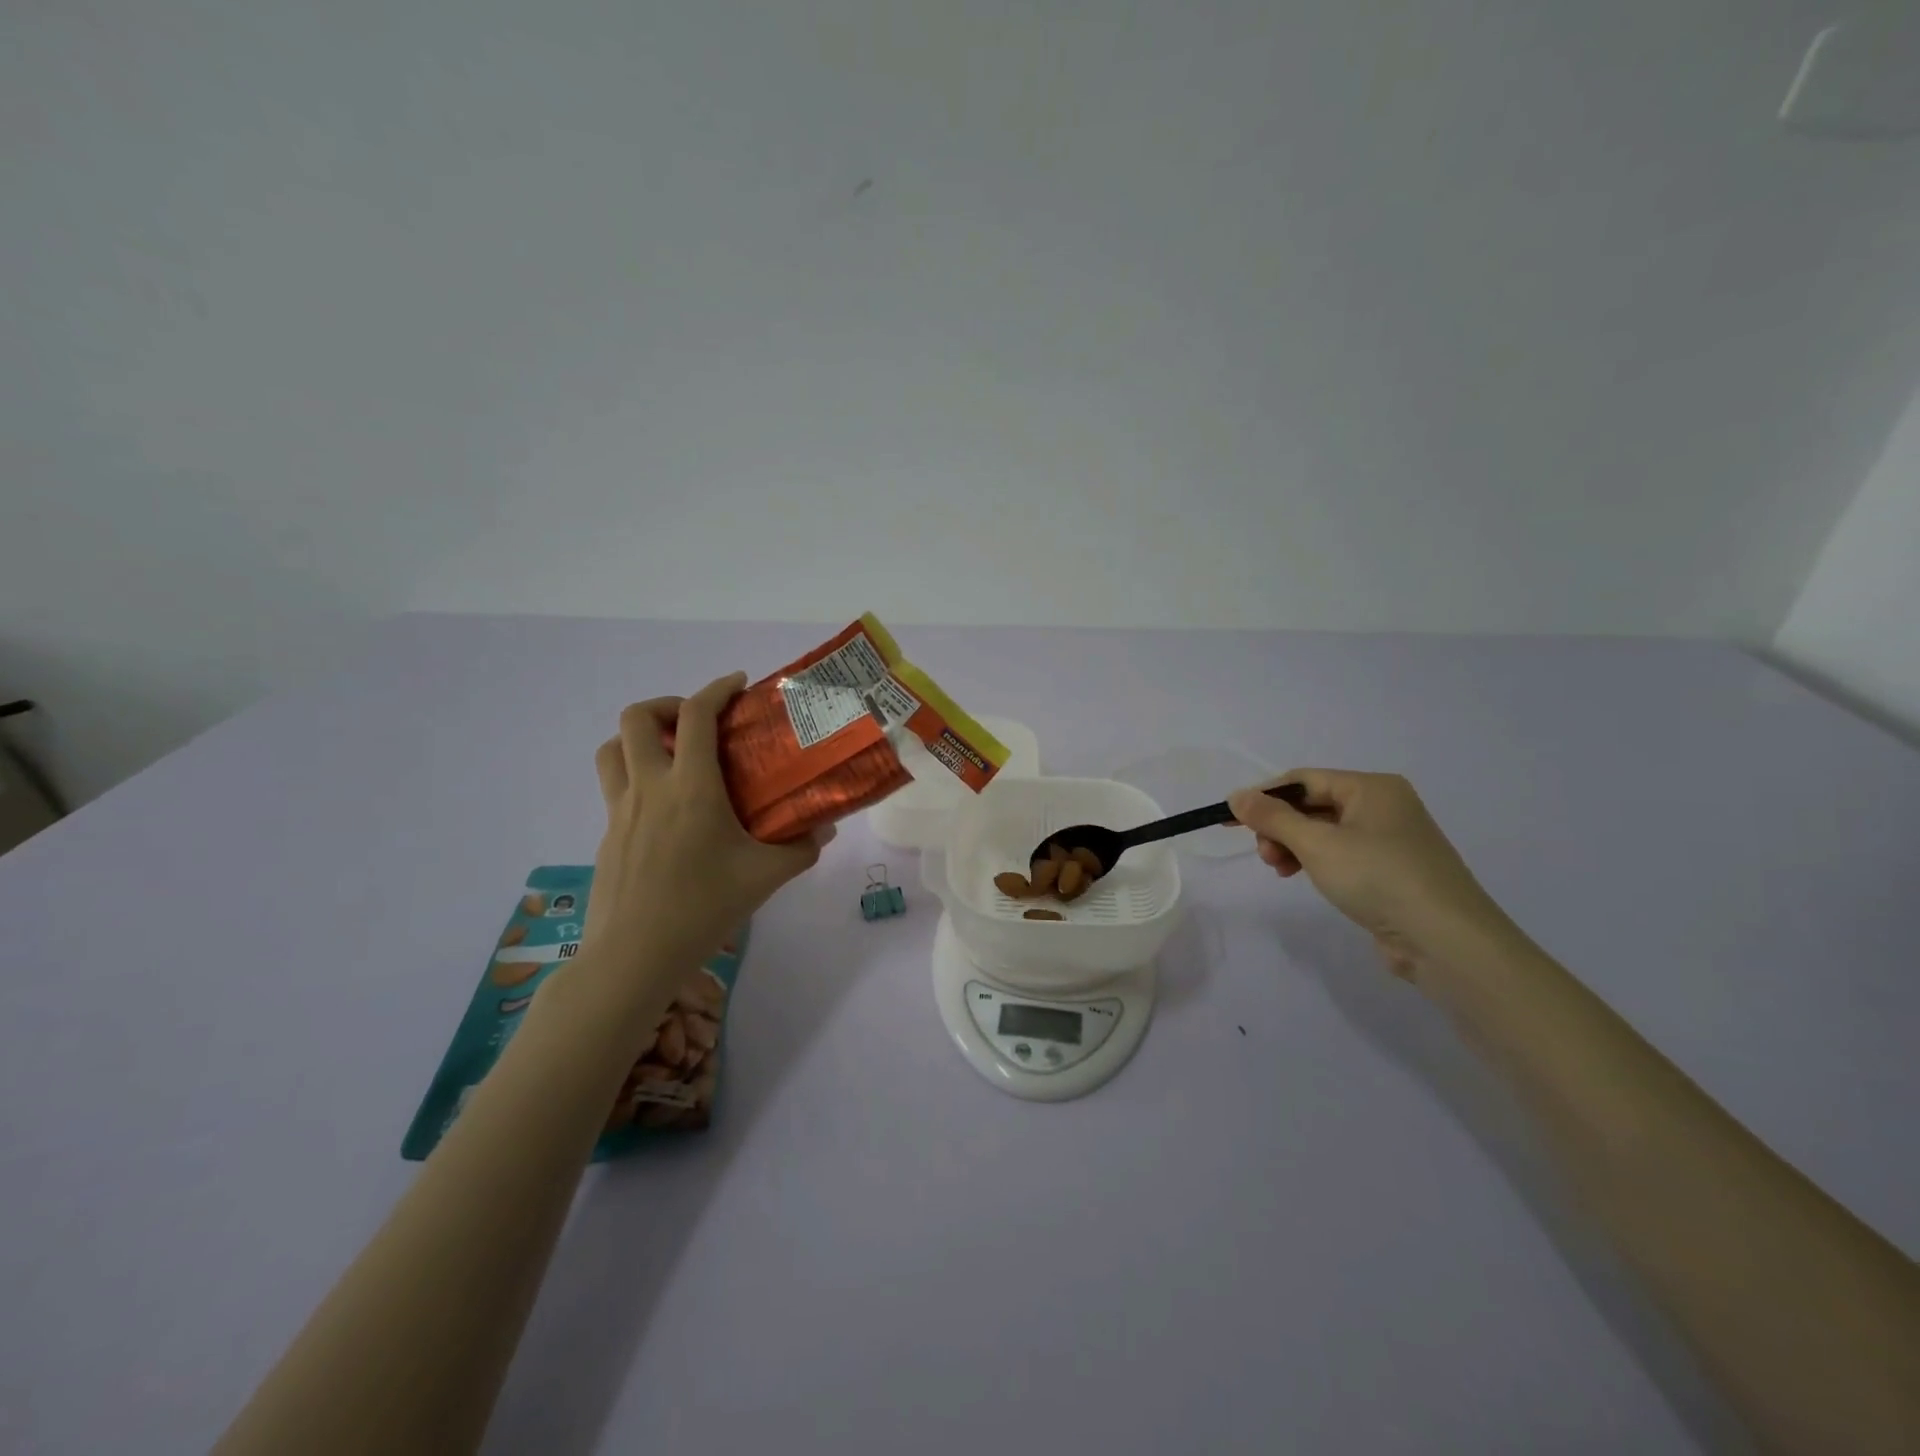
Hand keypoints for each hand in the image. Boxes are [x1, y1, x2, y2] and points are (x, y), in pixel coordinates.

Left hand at [582, 673, 829, 979]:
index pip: (695, 716)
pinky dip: (635, 774)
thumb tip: (825, 828)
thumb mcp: (764, 877)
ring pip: (612, 748)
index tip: (737, 685)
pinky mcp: (606, 834)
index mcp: (690, 787)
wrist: (633, 956)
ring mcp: (620, 810)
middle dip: (667, 705)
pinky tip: (665, 810)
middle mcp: (649, 787)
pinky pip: (614, 785)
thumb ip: (800, 848)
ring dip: (640, 736)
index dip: (716, 689)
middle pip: (637, 717)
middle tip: (698, 724)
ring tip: (672, 755)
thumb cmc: (702, 908)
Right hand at [1227, 770, 1508, 980]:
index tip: (1231, 820)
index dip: (1264, 797)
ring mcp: (1392, 840)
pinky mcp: (1393, 871)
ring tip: (1281, 871)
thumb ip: (1272, 817)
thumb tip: (1237, 796)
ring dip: (1295, 846)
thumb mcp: (1316, 843)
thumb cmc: (1378, 877)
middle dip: (1280, 827)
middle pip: (1314, 805)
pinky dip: (1317, 862)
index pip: (1303, 780)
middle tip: (1265, 855)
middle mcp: (1385, 806)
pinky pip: (1343, 854)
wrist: (1446, 941)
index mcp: (1372, 787)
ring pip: (1326, 832)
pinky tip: (1305, 878)